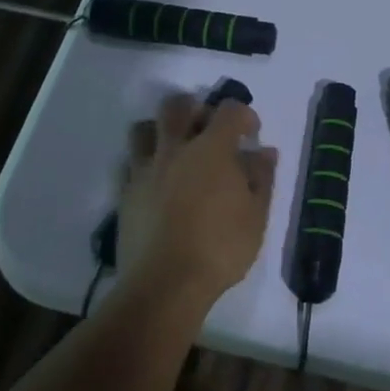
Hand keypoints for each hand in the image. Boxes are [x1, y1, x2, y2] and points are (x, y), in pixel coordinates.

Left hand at [118, 93, 277, 309]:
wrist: (165, 284)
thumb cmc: (220, 248)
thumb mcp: (256, 215)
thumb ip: (261, 177)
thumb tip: (264, 152)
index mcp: (212, 149)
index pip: (229, 111)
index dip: (244, 115)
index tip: (251, 134)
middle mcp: (175, 148)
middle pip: (178, 106)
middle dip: (195, 108)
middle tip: (207, 128)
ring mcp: (145, 169)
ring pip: (144, 128)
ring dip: (160, 129)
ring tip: (174, 148)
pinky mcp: (125, 193)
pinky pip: (130, 163)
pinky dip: (144, 162)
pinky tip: (157, 181)